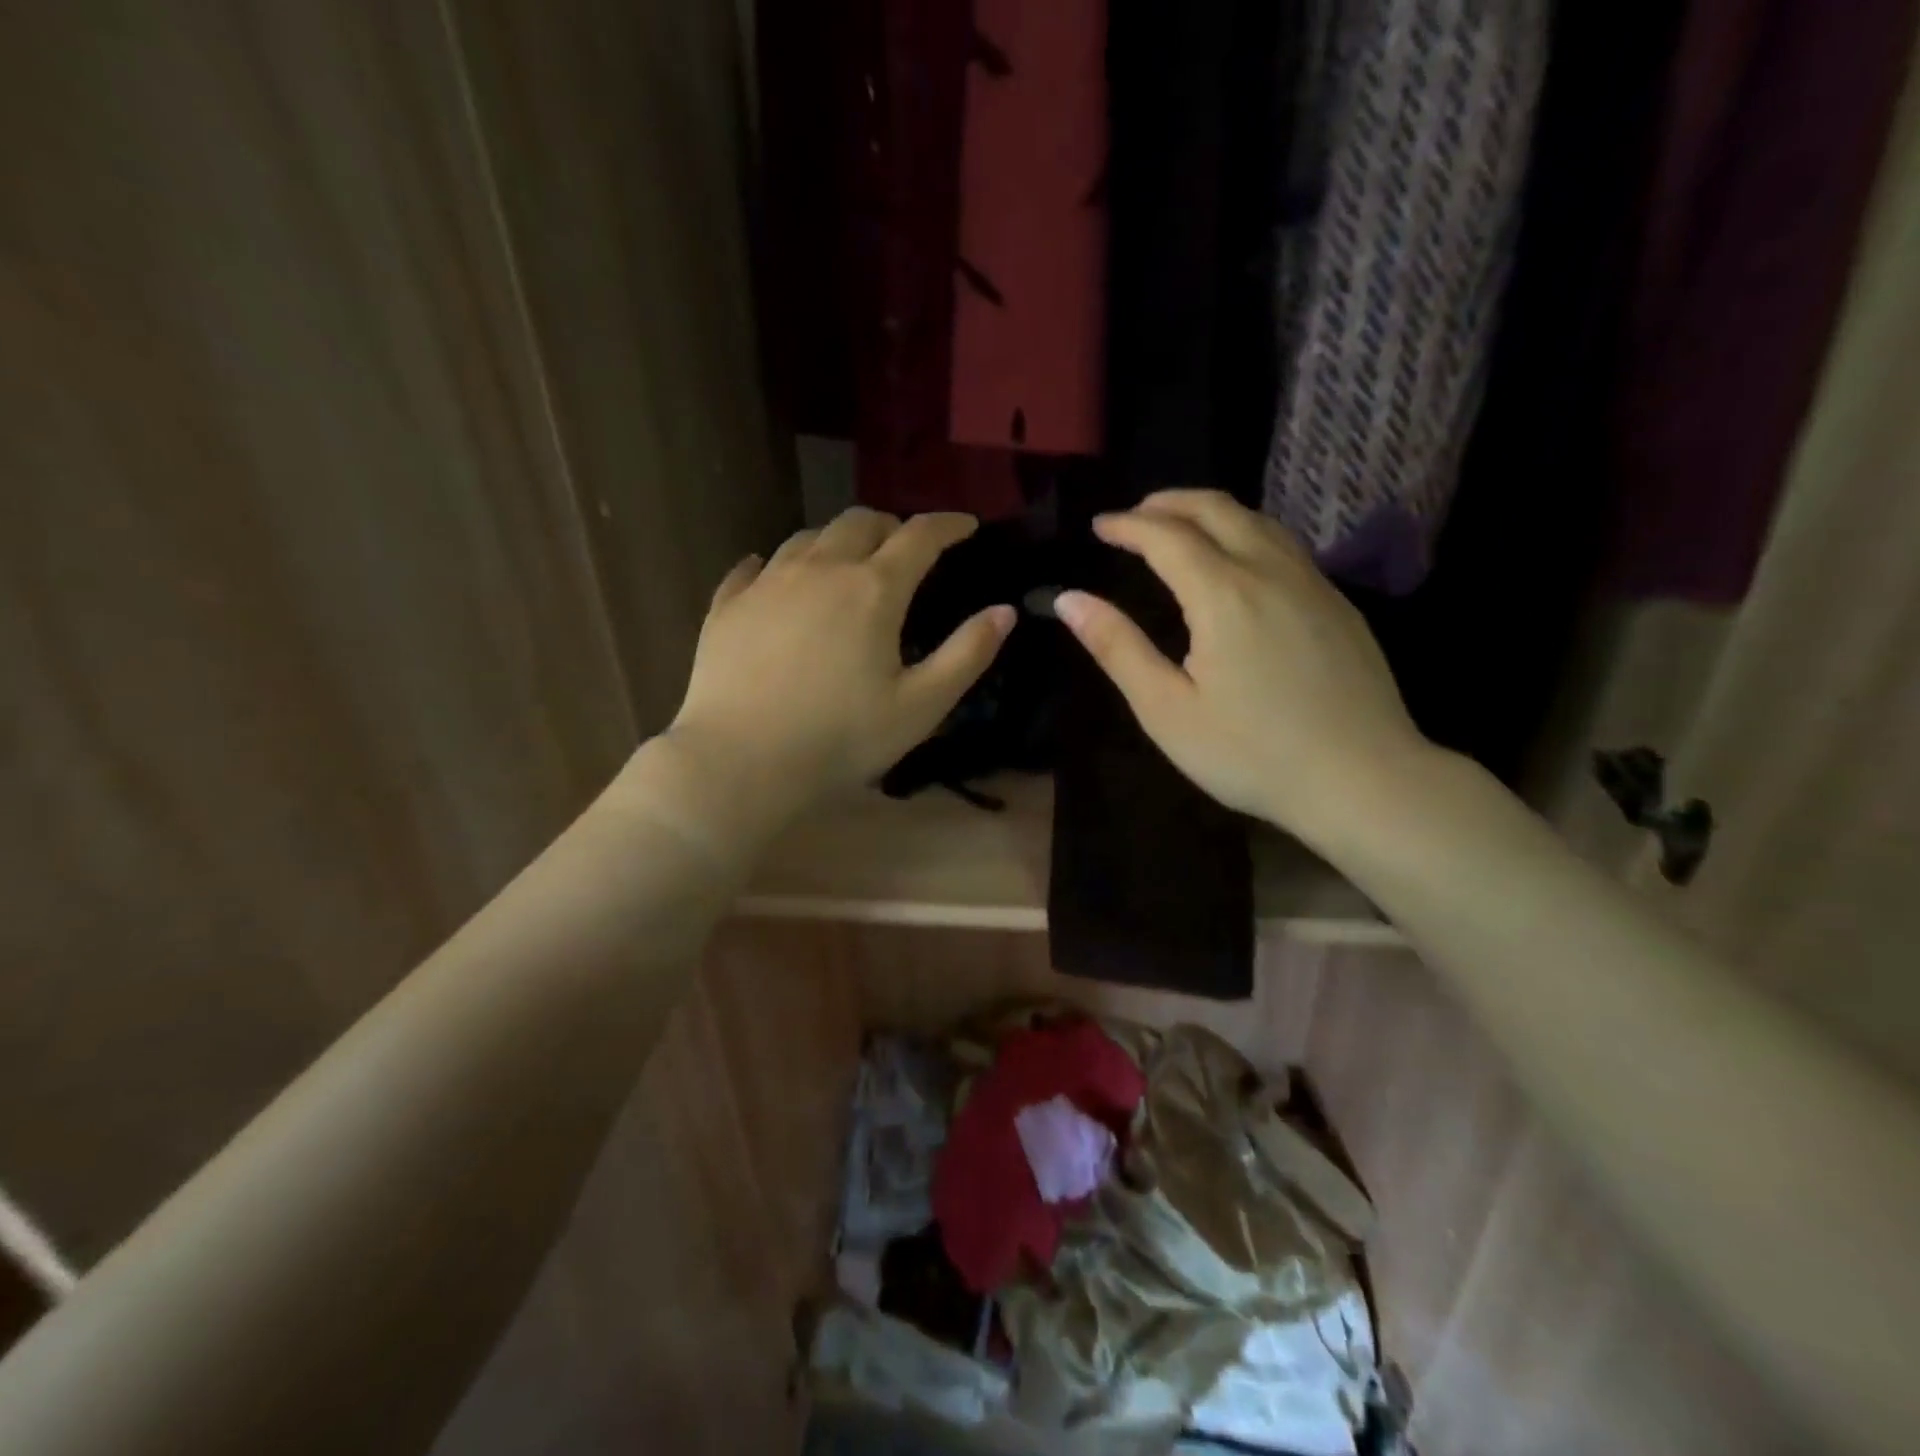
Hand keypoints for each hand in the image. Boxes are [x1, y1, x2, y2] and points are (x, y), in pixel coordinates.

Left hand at [661, 508, 1013, 823]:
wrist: (739, 762)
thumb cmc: (840, 739)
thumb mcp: (920, 706)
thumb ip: (967, 654)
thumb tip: (1004, 611)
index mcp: (873, 589)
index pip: (919, 536)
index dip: (948, 524)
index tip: (966, 524)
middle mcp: (820, 569)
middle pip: (860, 521)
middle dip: (890, 526)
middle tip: (905, 549)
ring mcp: (767, 583)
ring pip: (808, 537)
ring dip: (838, 540)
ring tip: (847, 562)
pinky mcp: (728, 606)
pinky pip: (754, 567)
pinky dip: (778, 565)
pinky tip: (775, 577)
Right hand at [1053, 490, 1429, 844]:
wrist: (1364, 779)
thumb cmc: (1252, 754)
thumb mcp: (1167, 710)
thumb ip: (1117, 648)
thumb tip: (1070, 600)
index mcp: (1223, 594)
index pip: (1166, 536)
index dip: (1128, 525)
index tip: (1099, 526)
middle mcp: (1270, 571)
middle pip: (1216, 509)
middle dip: (1168, 503)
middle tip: (1134, 516)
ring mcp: (1313, 583)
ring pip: (1258, 520)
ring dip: (1210, 511)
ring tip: (1179, 526)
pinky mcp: (1338, 604)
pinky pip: (1285, 544)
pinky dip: (1246, 532)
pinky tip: (1237, 560)